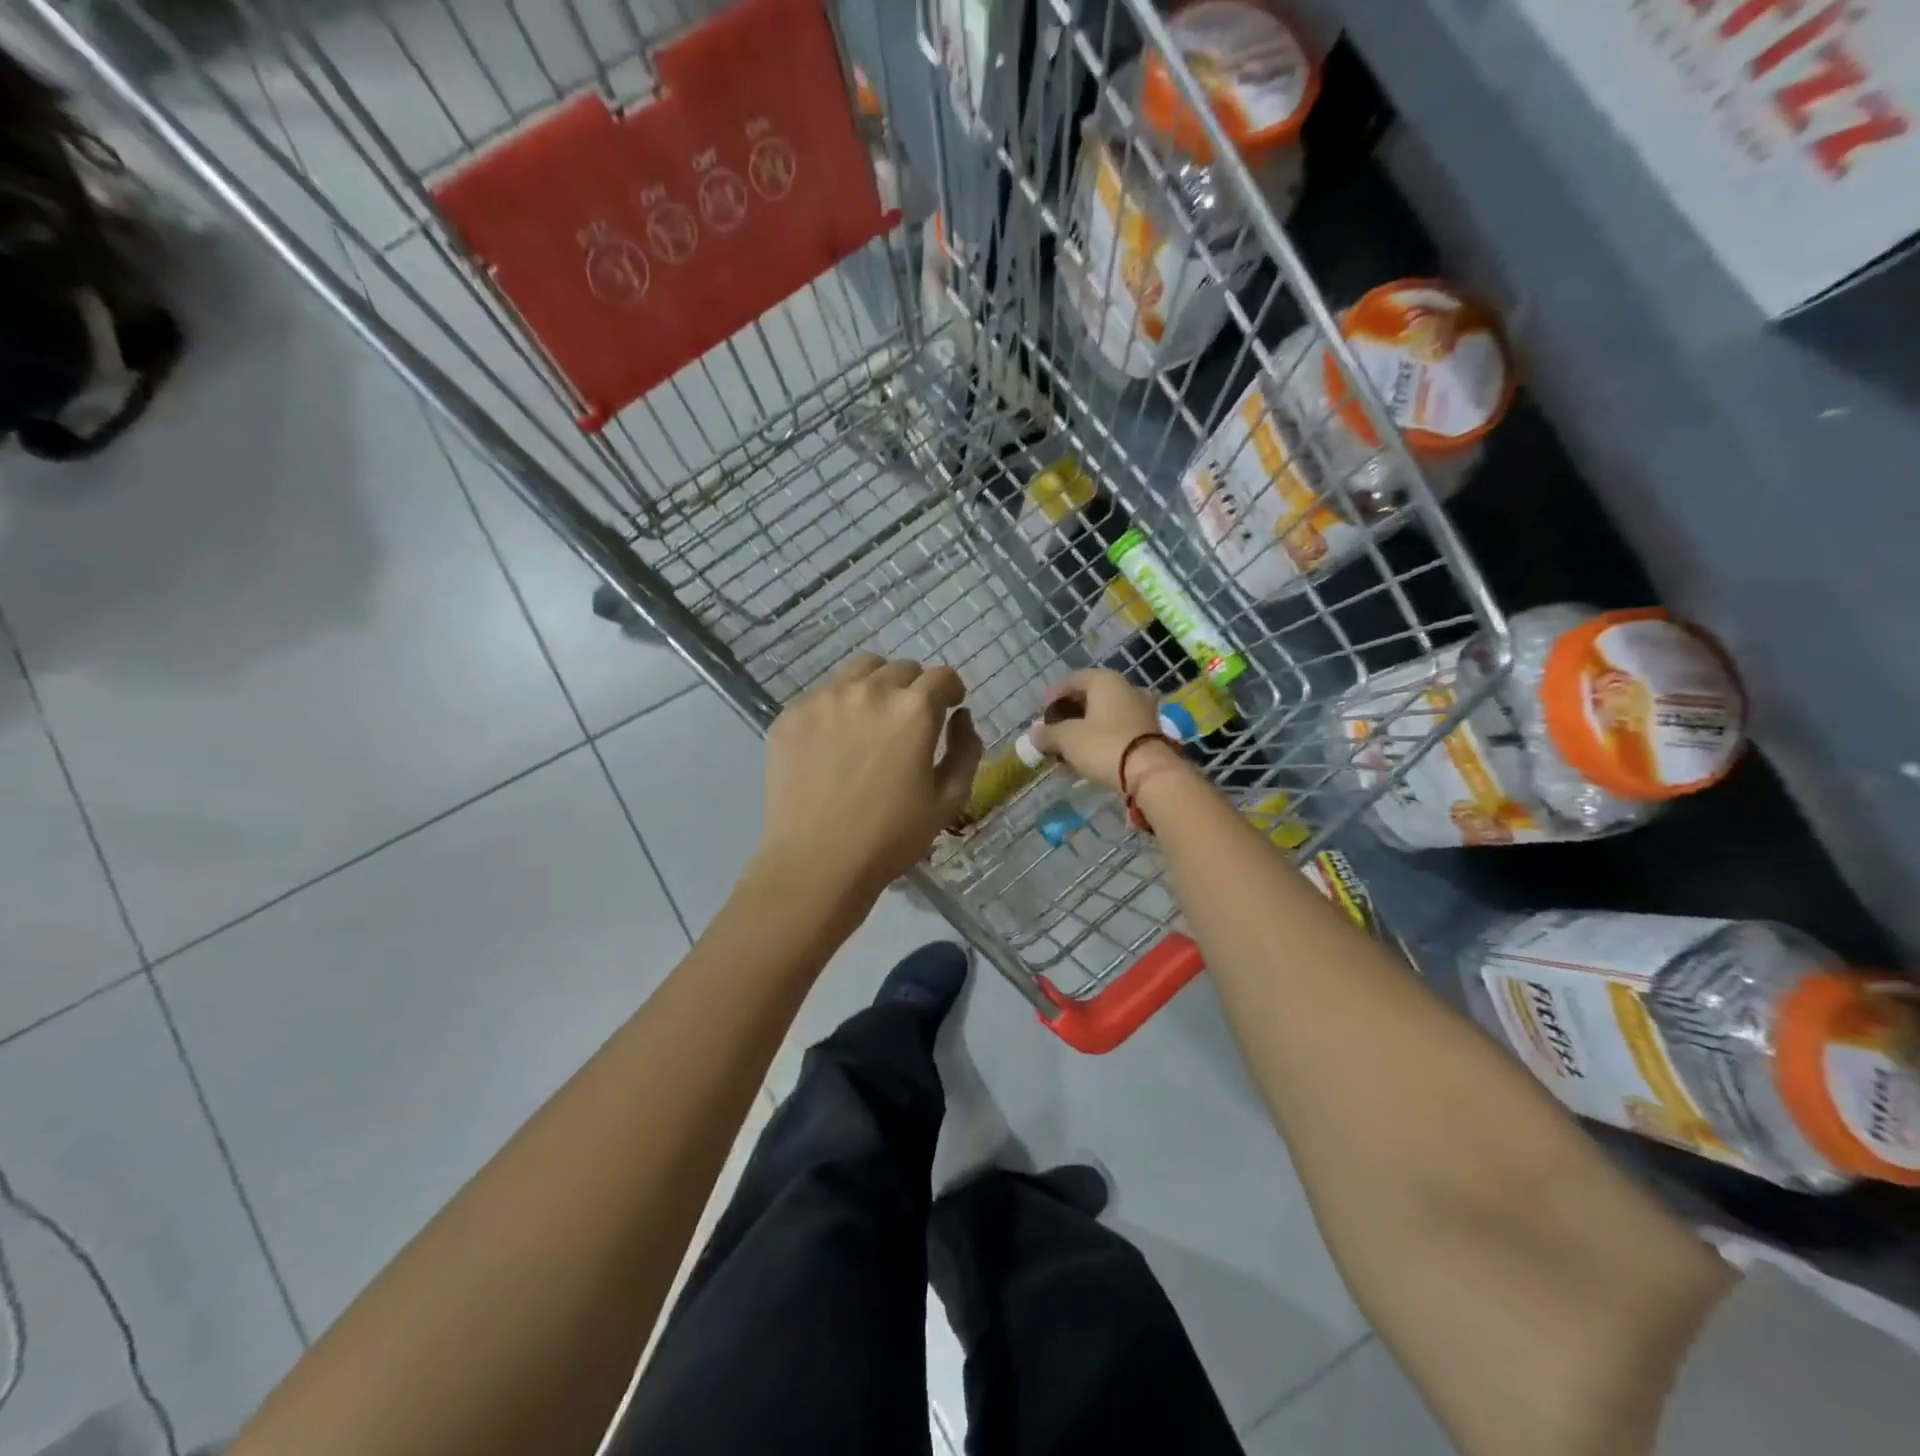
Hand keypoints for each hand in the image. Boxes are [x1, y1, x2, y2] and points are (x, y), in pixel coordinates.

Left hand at [757, 654, 982, 899]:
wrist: (816, 863)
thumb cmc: (891, 838)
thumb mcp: (948, 800)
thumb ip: (966, 750)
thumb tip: (961, 717)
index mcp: (913, 710)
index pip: (942, 676)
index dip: (951, 690)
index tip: (949, 707)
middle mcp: (869, 692)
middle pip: (901, 669)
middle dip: (915, 688)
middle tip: (909, 720)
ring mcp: (824, 699)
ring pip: (860, 671)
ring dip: (876, 686)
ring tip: (872, 720)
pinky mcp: (791, 715)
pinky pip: (823, 695)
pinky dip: (838, 708)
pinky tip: (834, 743)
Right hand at [1027, 668, 1182, 793]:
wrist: (1149, 773)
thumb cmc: (1104, 745)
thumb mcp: (1067, 739)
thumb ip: (1048, 733)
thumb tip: (1034, 734)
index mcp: (1106, 681)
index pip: (1073, 680)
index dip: (1054, 694)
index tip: (1041, 711)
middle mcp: (1127, 688)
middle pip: (1091, 696)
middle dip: (1070, 713)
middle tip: (1053, 729)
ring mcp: (1142, 710)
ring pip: (1105, 714)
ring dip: (1085, 727)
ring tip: (1068, 746)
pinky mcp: (1150, 732)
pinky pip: (1118, 729)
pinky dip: (1101, 738)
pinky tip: (1088, 754)